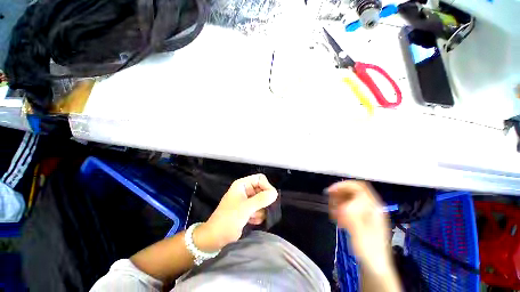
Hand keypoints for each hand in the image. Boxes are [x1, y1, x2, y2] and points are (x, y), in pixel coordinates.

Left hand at [193, 174, 278, 252]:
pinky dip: (258, 215)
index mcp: (242, 184)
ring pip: (262, 200)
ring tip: (253, 216)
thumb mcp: (245, 208)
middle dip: (263, 201)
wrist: (216, 237)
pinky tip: (251, 220)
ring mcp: (247, 200)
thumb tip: (274, 193)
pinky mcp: (248, 210)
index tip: (271, 198)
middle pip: (262, 190)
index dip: (267, 186)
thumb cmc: (228, 219)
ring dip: (260, 210)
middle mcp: (245, 190)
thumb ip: (261, 199)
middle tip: (262, 209)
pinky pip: (259, 209)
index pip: (260, 179)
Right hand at [327, 181, 392, 272]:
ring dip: (339, 201)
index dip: (344, 186)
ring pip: (350, 197)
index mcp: (374, 208)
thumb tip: (344, 203)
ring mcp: (366, 212)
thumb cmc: (368, 250)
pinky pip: (348, 206)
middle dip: (339, 192)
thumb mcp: (360, 233)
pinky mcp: (361, 218)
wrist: (374, 266)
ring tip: (333, 212)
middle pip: (354, 190)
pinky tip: (337, 218)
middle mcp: (371, 207)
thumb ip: (353, 216)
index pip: (359, 187)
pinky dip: (340, 208)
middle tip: (329, 200)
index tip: (330, 191)